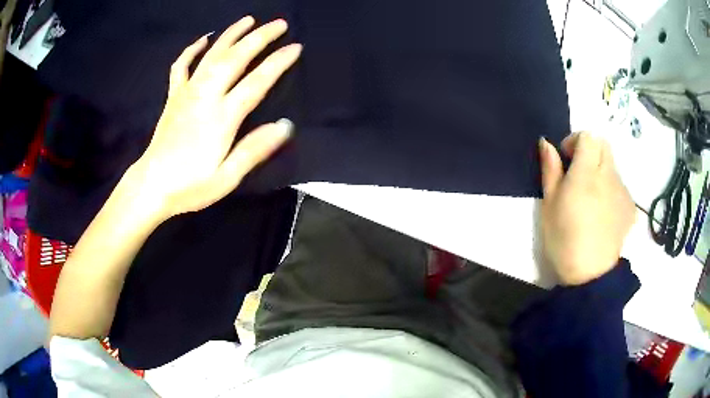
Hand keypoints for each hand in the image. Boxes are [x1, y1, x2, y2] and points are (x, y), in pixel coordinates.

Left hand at [131, 16, 301, 219]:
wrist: (151, 186)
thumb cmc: (189, 186)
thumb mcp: (226, 178)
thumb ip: (254, 150)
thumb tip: (285, 126)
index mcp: (221, 118)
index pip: (255, 82)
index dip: (277, 63)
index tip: (295, 47)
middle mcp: (205, 97)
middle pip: (235, 59)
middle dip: (259, 38)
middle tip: (279, 23)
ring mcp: (187, 93)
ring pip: (211, 55)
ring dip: (231, 34)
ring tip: (249, 19)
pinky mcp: (173, 96)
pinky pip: (182, 66)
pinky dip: (192, 50)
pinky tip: (203, 39)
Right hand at [539, 132, 635, 284]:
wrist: (590, 275)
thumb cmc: (563, 239)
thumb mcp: (549, 204)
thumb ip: (550, 169)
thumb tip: (546, 143)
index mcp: (586, 173)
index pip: (588, 136)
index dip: (575, 141)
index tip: (567, 159)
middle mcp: (609, 176)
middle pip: (603, 145)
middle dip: (589, 151)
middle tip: (578, 174)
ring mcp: (623, 191)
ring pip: (612, 166)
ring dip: (600, 171)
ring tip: (590, 199)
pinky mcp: (630, 207)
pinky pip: (620, 186)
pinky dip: (610, 189)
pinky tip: (602, 213)